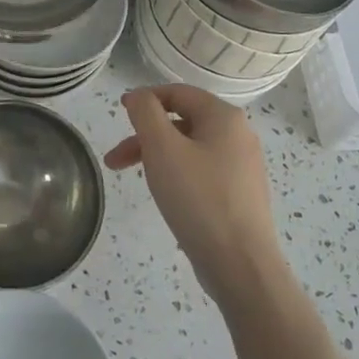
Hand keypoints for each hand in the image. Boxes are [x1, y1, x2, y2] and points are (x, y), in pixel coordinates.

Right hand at [107, 84, 286, 307]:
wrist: (241, 266)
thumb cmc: (198, 199)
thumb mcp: (162, 148)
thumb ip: (146, 113)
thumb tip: (139, 97)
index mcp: (224, 117)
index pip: (178, 92)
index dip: (145, 99)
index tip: (120, 115)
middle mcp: (239, 135)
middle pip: (182, 121)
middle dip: (145, 135)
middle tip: (115, 160)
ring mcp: (243, 167)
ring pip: (190, 148)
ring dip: (157, 156)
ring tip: (134, 179)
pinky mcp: (241, 194)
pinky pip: (202, 171)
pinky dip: (177, 173)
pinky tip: (166, 195)